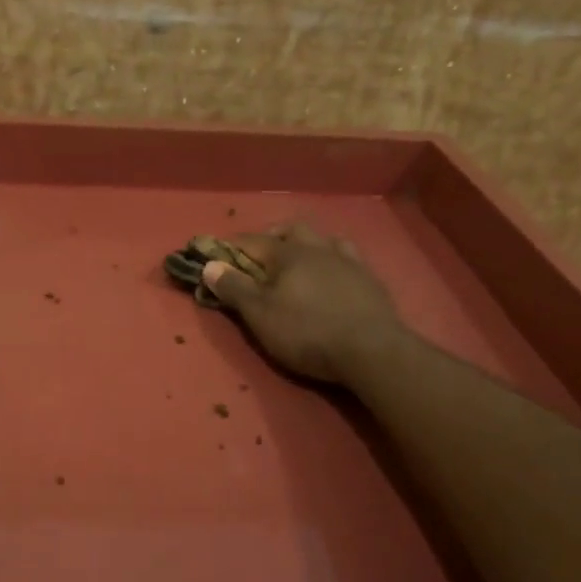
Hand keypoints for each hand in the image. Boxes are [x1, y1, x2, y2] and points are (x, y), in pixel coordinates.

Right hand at [200, 223, 406, 384]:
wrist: (372, 351)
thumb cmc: (306, 332)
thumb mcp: (260, 315)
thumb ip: (234, 288)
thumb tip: (209, 265)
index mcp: (288, 253)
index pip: (251, 241)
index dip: (230, 247)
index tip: (215, 256)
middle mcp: (318, 248)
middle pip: (292, 230)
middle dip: (272, 238)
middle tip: (260, 257)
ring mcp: (348, 262)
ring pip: (324, 240)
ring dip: (307, 245)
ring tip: (299, 262)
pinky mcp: (370, 280)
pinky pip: (348, 258)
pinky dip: (333, 261)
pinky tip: (334, 275)